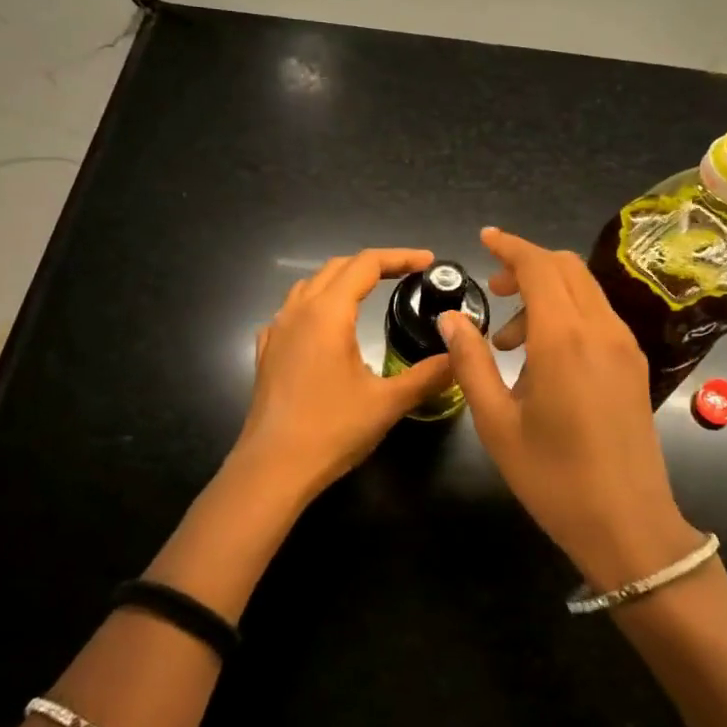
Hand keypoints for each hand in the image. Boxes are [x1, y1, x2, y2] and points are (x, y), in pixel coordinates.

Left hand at [229, 248, 454, 507]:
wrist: (271, 469)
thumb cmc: (330, 430)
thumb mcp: (387, 403)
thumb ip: (427, 375)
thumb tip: (460, 356)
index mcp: (328, 313)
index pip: (366, 264)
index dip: (400, 257)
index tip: (429, 262)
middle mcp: (298, 311)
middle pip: (337, 267)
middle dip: (374, 264)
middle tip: (408, 274)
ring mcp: (277, 330)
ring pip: (310, 286)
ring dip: (342, 281)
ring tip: (370, 293)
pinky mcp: (267, 352)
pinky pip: (292, 312)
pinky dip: (316, 306)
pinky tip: (327, 329)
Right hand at [438, 227, 703, 590]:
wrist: (628, 525)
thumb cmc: (553, 478)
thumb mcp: (497, 423)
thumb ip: (471, 362)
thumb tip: (451, 318)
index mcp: (565, 339)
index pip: (538, 267)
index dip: (510, 246)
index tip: (484, 239)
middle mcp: (601, 329)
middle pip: (565, 268)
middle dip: (526, 267)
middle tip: (493, 292)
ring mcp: (624, 345)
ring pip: (584, 289)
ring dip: (546, 293)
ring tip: (509, 342)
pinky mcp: (634, 363)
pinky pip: (598, 315)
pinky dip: (567, 314)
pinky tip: (543, 358)